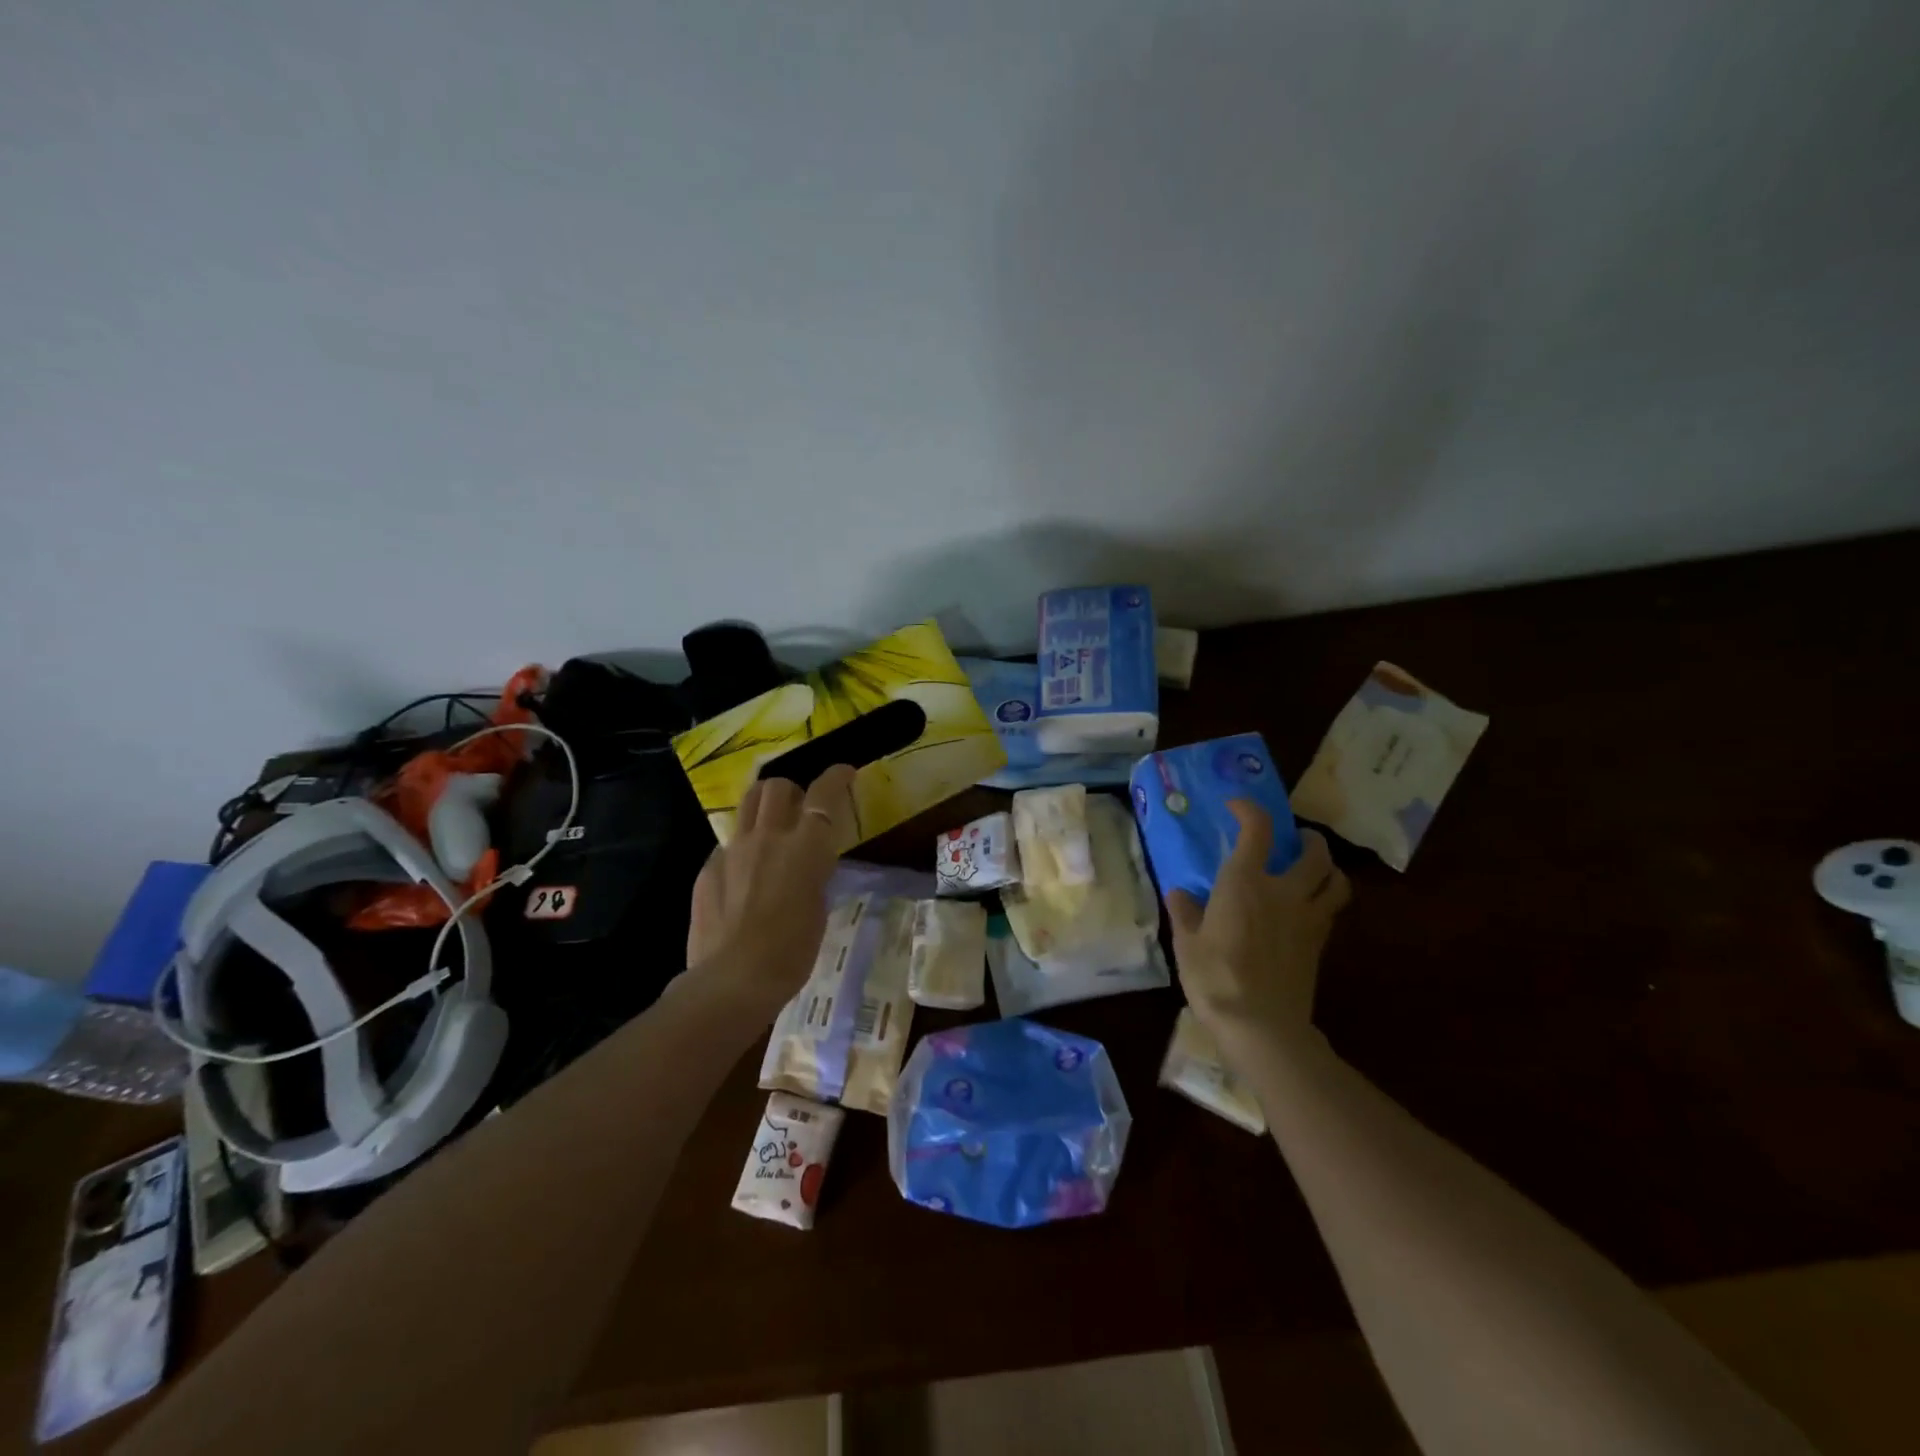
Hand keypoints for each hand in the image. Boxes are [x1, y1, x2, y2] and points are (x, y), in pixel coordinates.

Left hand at [684, 765, 856, 1021]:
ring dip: (762, 807)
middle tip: (798, 809)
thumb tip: (805, 865)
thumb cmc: (792, 951)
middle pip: (776, 787)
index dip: (835, 777)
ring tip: (769, 827)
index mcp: (806, 846)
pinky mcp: (708, 868)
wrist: (734, 979)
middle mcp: (768, 837)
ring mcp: (732, 850)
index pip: (823, 794)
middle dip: (791, 789)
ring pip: (747, 805)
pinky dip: (741, 848)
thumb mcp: (818, 906)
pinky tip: (743, 876)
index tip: (844, 772)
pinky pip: (727, 844)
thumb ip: (812, 873)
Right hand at [1167, 806, 1349, 1047]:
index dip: (1249, 809)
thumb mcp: (1186, 943)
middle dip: (1306, 838)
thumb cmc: (1216, 979)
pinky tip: (1306, 907)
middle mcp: (1284, 891)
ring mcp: (1308, 918)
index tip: (1235, 807)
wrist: (1262, 1027)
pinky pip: (1331, 908)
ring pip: (1335, 879)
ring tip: (1311, 868)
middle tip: (1291, 839)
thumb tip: (1180, 893)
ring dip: (1327, 866)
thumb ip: (1184, 912)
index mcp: (1245, 883)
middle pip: (1314, 851)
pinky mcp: (1319, 943)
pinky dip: (1325, 896)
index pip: (1257, 829)